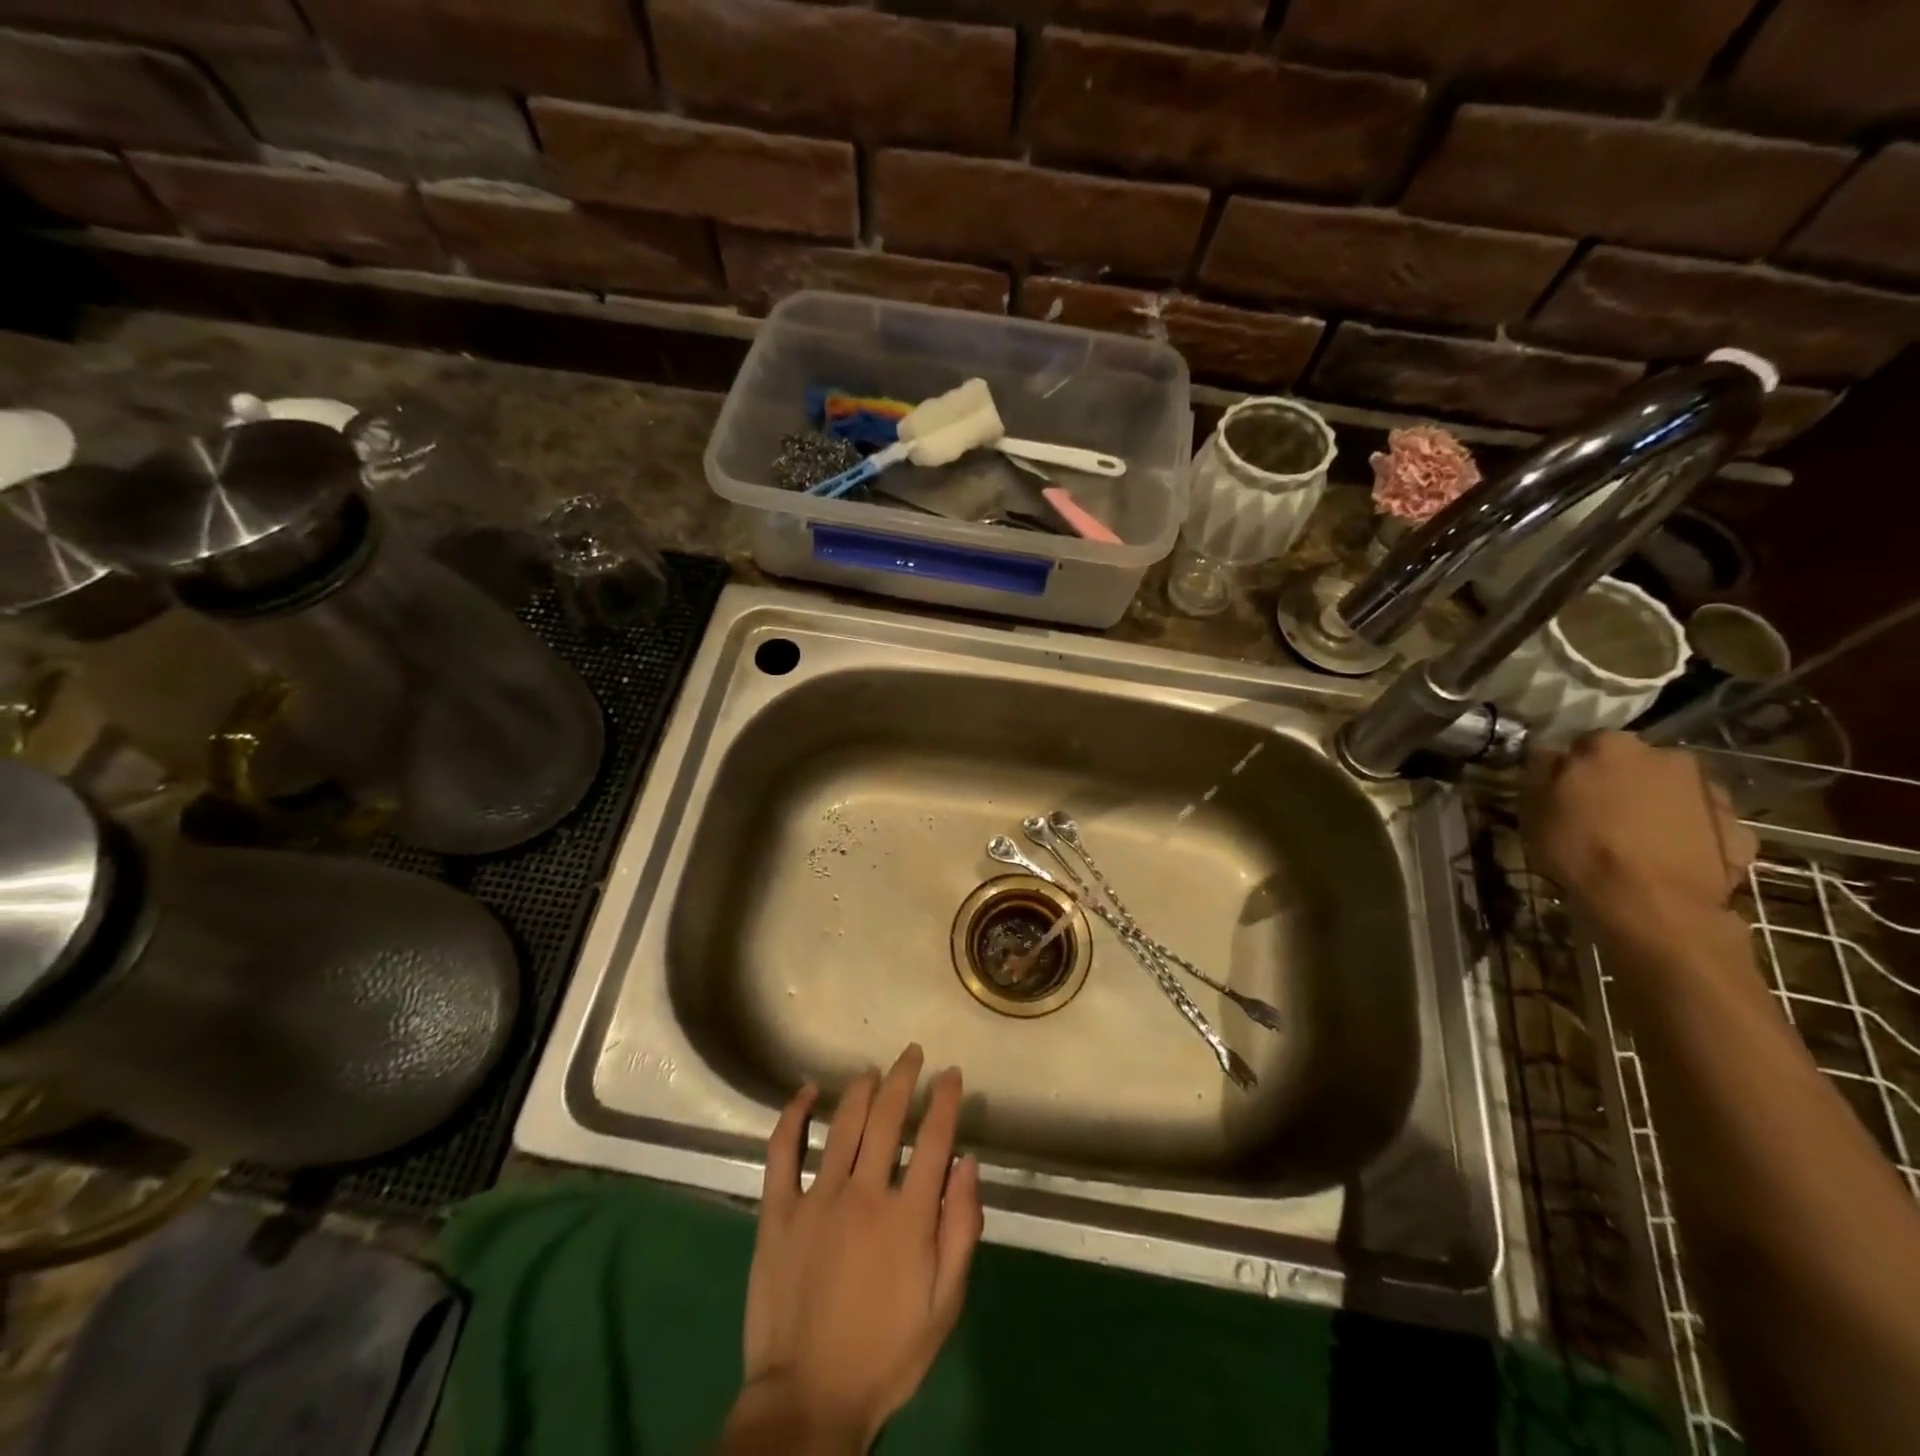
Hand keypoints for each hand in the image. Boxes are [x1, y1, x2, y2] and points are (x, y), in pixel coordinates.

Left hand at [723, 1045, 981, 1453]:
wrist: (808, 1399)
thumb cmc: (885, 1354)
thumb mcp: (943, 1306)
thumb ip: (960, 1231)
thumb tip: (969, 1163)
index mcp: (907, 1217)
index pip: (933, 1139)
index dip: (946, 1100)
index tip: (952, 1073)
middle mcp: (863, 1193)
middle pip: (888, 1117)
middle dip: (904, 1077)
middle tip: (912, 1053)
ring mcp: (816, 1198)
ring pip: (843, 1124)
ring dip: (861, 1089)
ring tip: (873, 1070)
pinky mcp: (777, 1212)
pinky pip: (782, 1151)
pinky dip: (793, 1116)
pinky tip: (805, 1092)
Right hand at [1522, 731, 1756, 938]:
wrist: (1655, 904)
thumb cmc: (1582, 848)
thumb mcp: (1534, 808)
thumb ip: (1542, 771)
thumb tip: (1551, 754)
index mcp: (1612, 746)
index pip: (1585, 743)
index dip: (1572, 767)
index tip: (1563, 791)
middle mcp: (1667, 756)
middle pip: (1634, 764)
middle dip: (1619, 782)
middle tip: (1599, 816)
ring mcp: (1711, 792)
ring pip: (1672, 792)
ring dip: (1656, 807)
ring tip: (1636, 842)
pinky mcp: (1739, 828)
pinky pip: (1702, 824)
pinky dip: (1687, 835)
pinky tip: (1668, 859)